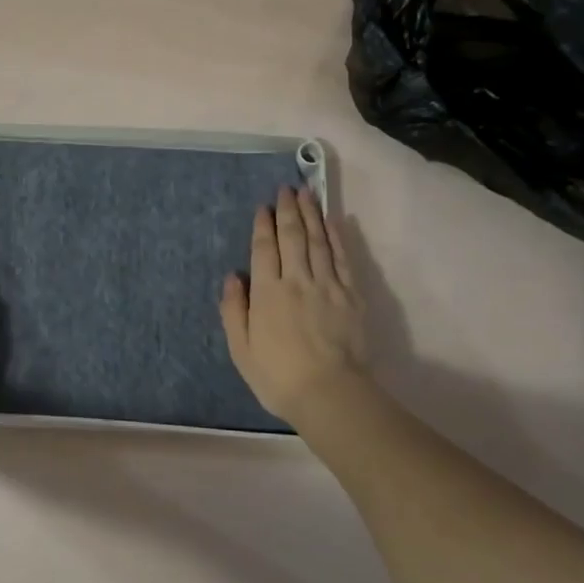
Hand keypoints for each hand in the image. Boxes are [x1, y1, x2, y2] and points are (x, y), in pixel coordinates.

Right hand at [220, 185, 369, 423]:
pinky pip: (342, 258)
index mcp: (267, 293)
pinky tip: (334, 222)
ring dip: (312, 215)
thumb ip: (234, 310)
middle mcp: (296, 280)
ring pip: (318, 241)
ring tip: (307, 194)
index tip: (263, 206)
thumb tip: (233, 277)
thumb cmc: (277, 376)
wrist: (329, 394)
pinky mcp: (351, 295)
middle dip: (288, 211)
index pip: (264, 249)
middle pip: (292, 237)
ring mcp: (327, 286)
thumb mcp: (241, 349)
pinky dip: (337, 237)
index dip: (263, 225)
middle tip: (287, 189)